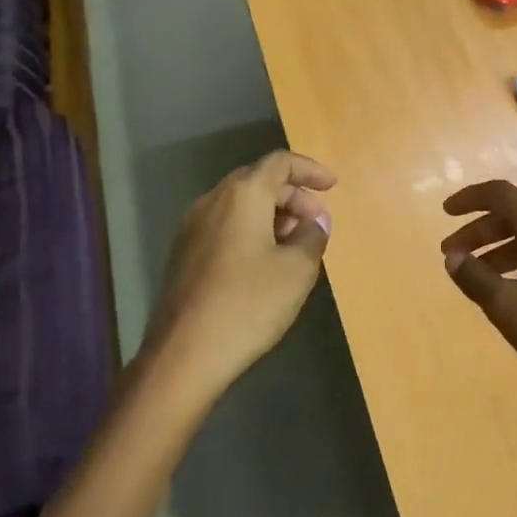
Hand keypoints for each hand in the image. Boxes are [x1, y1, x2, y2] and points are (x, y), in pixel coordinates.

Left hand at [140, 151, 335, 398]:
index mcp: (242, 195)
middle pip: (258, 180)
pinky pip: (225, 226)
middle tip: (317, 222)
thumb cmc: (248, 304)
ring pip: (240, 205)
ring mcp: (192, 228)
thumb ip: (312, 237)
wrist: (184, 354)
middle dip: (293, 195)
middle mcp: (212, 201)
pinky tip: (265, 262)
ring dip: (272, 214)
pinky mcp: (184, 254)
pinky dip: (251, 230)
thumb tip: (315, 222)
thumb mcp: (296, 270)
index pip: (279, 163)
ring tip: (295, 244)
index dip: (309, 169)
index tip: (332, 185)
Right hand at [441, 180, 516, 408]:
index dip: (470, 198)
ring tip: (473, 273)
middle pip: (515, 214)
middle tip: (452, 254)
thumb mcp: (506, 305)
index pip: (501, 194)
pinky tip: (507, 285)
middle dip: (479, 230)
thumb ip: (474, 276)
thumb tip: (453, 258)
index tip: (445, 213)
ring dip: (497, 247)